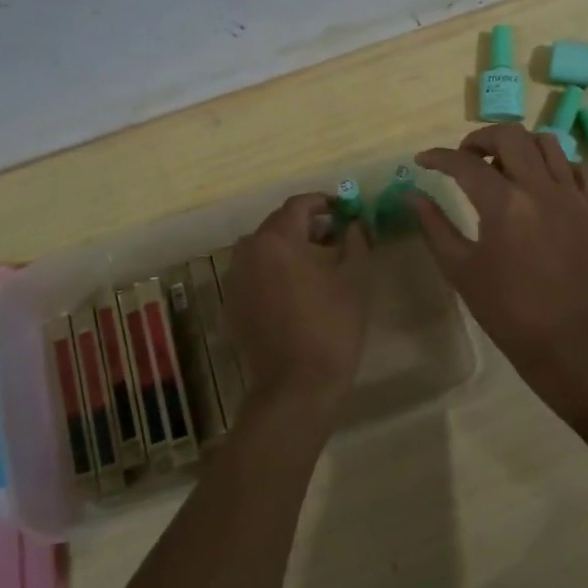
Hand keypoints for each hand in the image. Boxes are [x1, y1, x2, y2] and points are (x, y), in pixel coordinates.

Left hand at [223, 193, 372, 419]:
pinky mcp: (232, 304)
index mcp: (276, 238)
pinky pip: (255, 274)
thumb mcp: (355, 276)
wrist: (297, 384)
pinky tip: (297, 292)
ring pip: (265, 250)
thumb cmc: (332, 325)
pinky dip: (275, 272)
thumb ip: (355, 239)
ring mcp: (235, 279)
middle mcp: (248, 250)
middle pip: (279, 225)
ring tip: (318, 266)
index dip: (324, 202)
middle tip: (336, 238)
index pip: (299, 205)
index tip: (345, 211)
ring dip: (290, 249)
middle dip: (308, 227)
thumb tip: (353, 223)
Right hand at [411, 125, 587, 405]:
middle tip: (467, 157)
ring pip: (548, 143)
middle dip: (480, 138)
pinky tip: (544, 183)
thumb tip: (412, 194)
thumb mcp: (460, 269)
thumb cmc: (507, 310)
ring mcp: (575, 196)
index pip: (464, 163)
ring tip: (506, 166)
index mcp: (504, 204)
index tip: (423, 160)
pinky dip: (557, 165)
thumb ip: (434, 226)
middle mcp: (541, 188)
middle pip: (510, 135)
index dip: (438, 157)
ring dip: (520, 146)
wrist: (569, 342)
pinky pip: (579, 168)